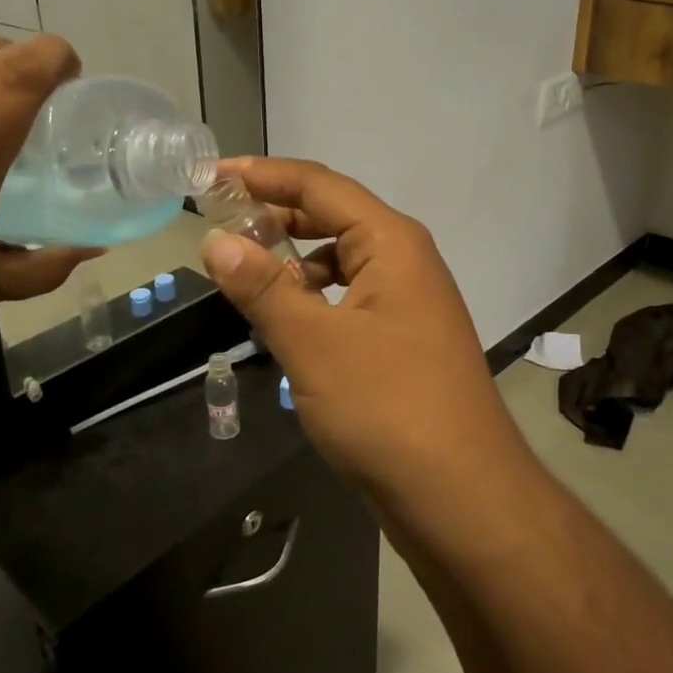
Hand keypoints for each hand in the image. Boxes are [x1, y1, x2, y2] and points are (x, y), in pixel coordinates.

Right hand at [198, 158, 521, 495]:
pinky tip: (284, 320)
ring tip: (244, 272)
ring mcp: (408, 303)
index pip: (319, 185)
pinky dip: (313, 298)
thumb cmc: (387, 408)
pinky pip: (348, 299)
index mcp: (391, 242)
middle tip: (219, 221)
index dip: (262, 175)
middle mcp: (405, 261)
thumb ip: (262, 287)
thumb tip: (215, 239)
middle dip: (275, 214)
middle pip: (333, 217)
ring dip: (293, 260)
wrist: (462, 497)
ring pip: (341, 261)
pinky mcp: (403, 341)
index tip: (210, 175)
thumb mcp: (313, 343)